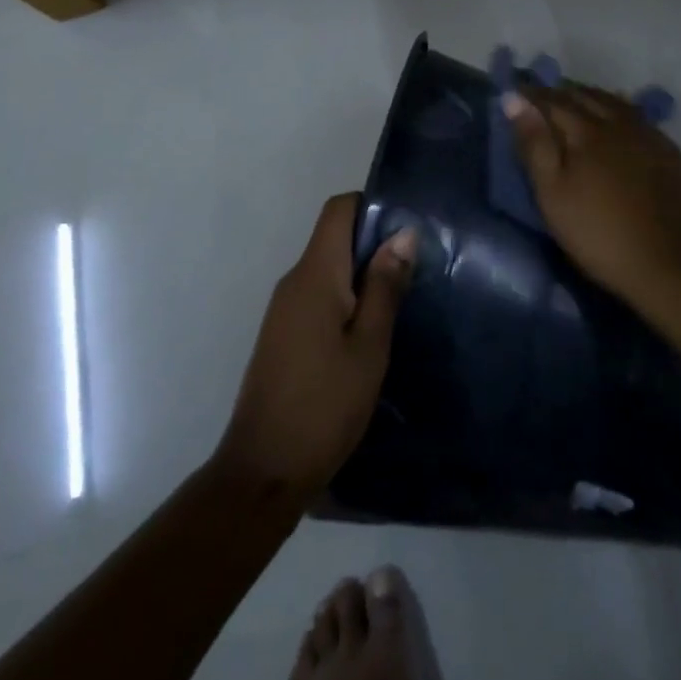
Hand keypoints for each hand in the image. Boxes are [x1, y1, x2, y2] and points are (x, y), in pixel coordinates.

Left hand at [216, 194, 415, 504]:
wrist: (263, 472)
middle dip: (374, 244)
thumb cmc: (324, 405)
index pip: (338, 209)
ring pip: (328, 269)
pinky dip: (346, 299)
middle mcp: (294, 281)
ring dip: (363, 275)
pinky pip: (319, 296)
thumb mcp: (369, 346)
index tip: (408, 229)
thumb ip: (385, 286)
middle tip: (418, 269)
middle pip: (334, 237)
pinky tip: (371, 331)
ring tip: (402, 300)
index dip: (372, 206)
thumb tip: (403, 233)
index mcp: (315, 274)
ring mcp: (284, 309)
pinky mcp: (283, 334)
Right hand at [504, 83, 680, 301]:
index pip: (552, 101)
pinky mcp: (671, 153)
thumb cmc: (599, 233)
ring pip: (615, 103)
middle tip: (543, 96)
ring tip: (577, 101)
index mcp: (586, 131)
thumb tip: (514, 100)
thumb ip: (534, 144)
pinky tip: (619, 122)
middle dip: (561, 92)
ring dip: (591, 97)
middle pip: (585, 96)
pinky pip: (638, 118)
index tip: (515, 92)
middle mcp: (619, 123)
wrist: (672, 265)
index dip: (531, 95)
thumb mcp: (553, 194)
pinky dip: (619, 111)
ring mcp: (650, 136)